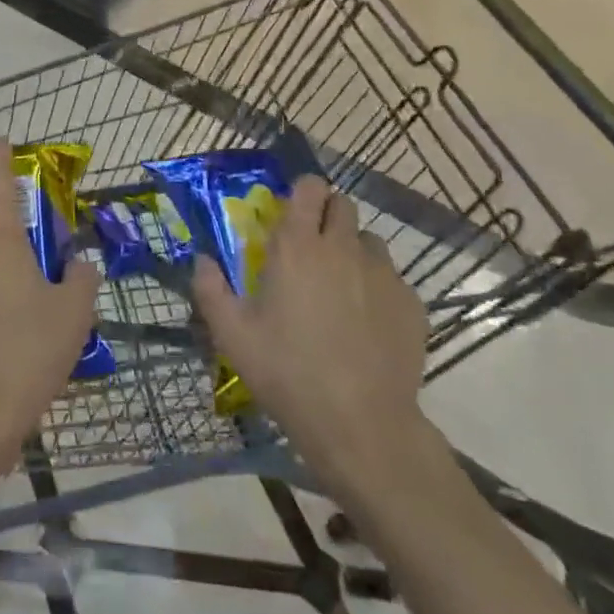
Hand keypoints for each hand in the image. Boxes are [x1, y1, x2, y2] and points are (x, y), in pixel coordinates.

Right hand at [191, 175, 430, 500]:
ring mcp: (383, 274)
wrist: (361, 425)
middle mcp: (343, 248)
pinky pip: (392, 278)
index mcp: (297, 247)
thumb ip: (210, 289)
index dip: (301, 192)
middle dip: (326, 215)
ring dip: (352, 250)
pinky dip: (377, 287)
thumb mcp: (232, 335)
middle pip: (342, 204)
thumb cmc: (288, 373)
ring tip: (340, 286)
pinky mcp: (411, 303)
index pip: (308, 188)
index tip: (291, 213)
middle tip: (311, 248)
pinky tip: (367, 322)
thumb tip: (202, 259)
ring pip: (369, 240)